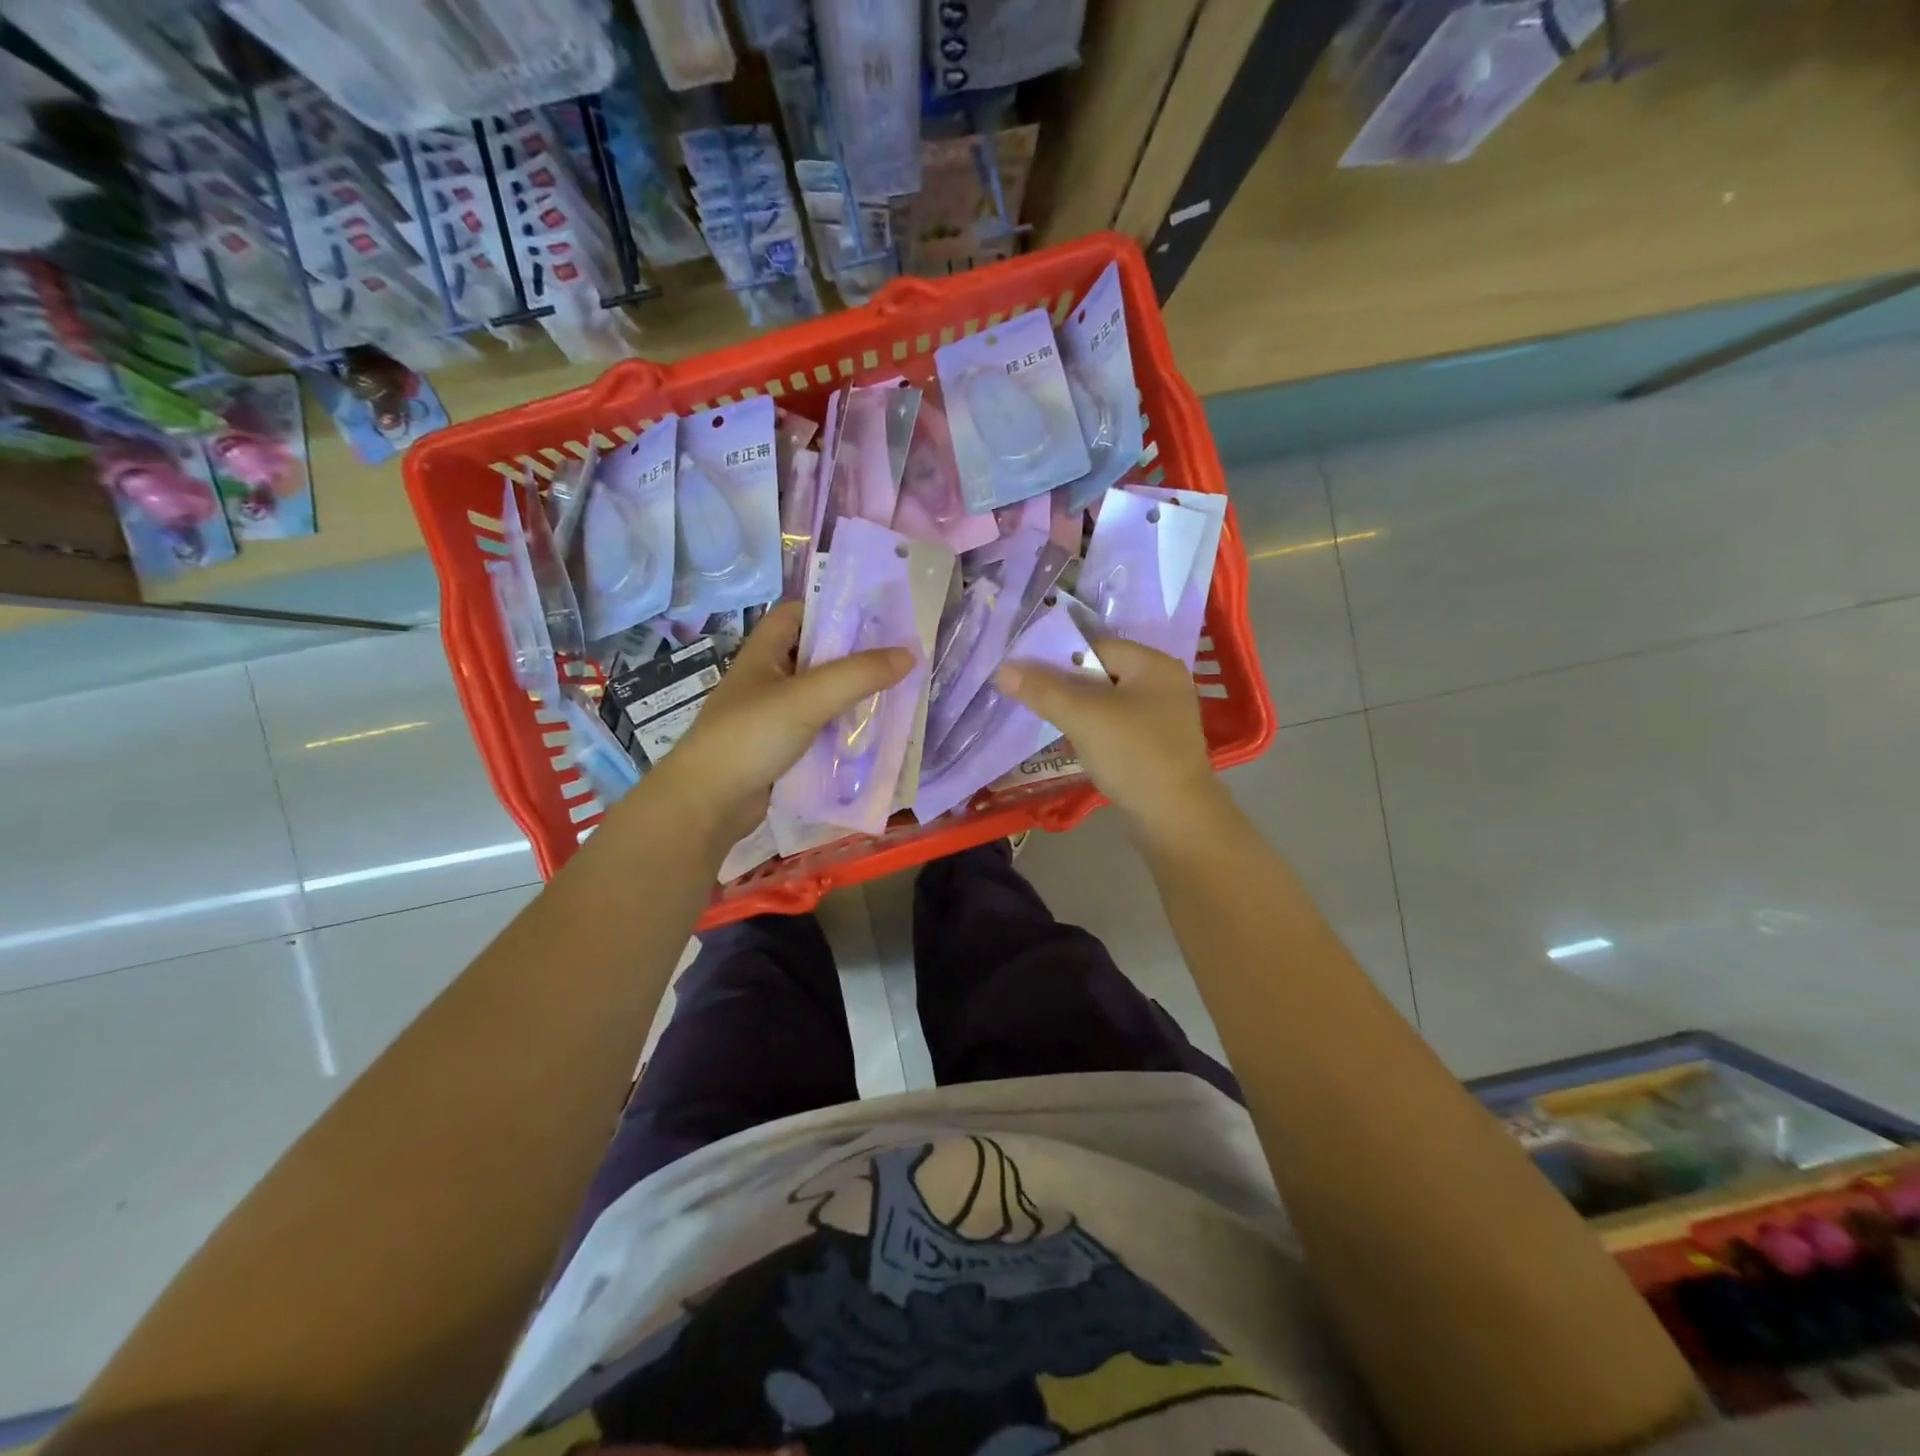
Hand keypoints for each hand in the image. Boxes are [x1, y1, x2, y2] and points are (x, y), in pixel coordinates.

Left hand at [649, 602, 912, 844]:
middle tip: (898, 658)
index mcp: (763, 652)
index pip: (798, 614)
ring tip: (895, 695)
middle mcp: (766, 679)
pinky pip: (817, 731)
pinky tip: (870, 736)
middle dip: (853, 656)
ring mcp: (771, 716)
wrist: (707, 803)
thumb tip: (909, 654)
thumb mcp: (808, 698)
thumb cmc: (751, 736)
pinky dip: (840, 730)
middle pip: (814, 655)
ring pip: (819, 696)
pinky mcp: (778, 749)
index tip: (876, 617)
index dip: (832, 609)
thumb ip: (859, 675)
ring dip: (850, 696)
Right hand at [995, 637, 1222, 838]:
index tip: (1027, 676)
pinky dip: (1095, 732)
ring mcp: (1164, 718)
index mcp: (1155, 665)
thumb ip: (1042, 690)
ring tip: (1049, 724)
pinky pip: (1118, 728)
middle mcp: (1164, 684)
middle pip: (1102, 673)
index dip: (1059, 658)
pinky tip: (1076, 746)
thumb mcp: (1082, 717)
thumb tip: (1003, 669)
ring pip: (1108, 703)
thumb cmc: (1132, 755)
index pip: (1097, 646)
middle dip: (1066, 687)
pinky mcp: (1158, 747)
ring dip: (1078, 712)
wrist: (1175, 819)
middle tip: (1032, 700)